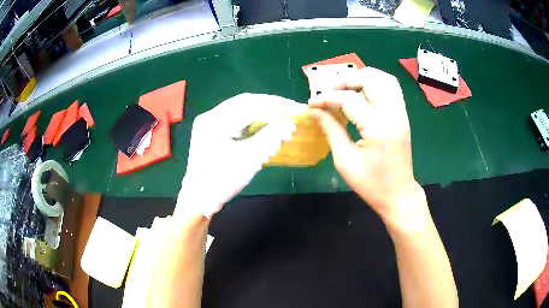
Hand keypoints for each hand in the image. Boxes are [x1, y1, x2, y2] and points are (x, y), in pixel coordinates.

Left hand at [176, 93, 296, 218]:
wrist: (198, 202)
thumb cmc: (220, 181)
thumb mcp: (248, 160)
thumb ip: (270, 139)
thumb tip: (289, 125)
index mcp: (215, 120)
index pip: (249, 103)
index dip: (275, 104)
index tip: (296, 108)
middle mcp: (211, 117)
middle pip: (245, 104)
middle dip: (270, 107)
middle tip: (292, 111)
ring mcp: (211, 126)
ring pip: (242, 112)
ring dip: (263, 115)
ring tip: (283, 118)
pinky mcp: (214, 135)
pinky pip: (238, 123)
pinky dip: (255, 124)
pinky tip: (267, 127)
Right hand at [308, 67, 426, 223]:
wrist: (398, 195)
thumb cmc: (371, 184)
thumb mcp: (345, 161)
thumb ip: (331, 130)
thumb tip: (314, 111)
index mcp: (379, 128)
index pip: (349, 100)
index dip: (327, 98)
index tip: (311, 103)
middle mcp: (393, 114)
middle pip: (370, 79)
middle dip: (345, 80)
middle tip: (328, 91)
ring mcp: (401, 113)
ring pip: (383, 78)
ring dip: (361, 77)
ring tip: (344, 88)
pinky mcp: (402, 115)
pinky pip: (390, 87)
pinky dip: (374, 82)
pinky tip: (360, 92)